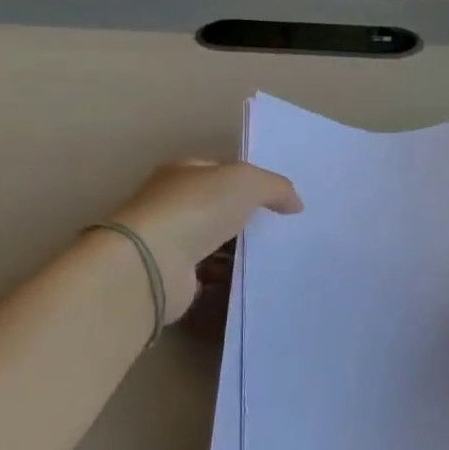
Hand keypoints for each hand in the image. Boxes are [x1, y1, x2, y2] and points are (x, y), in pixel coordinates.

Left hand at [107, 160, 302, 323]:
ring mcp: (169, 241)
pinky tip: (251, 279)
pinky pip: (209, 273)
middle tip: (281, 227)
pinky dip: (227, 276)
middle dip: (245, 216)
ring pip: (213, 241)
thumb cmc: (197, 208)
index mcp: (182, 172)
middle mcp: (171, 203)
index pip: (219, 170)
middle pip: (217, 206)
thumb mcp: (247, 182)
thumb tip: (296, 204)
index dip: (248, 180)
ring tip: (274, 255)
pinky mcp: (173, 276)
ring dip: (237, 249)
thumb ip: (275, 187)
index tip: (277, 198)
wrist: (153, 264)